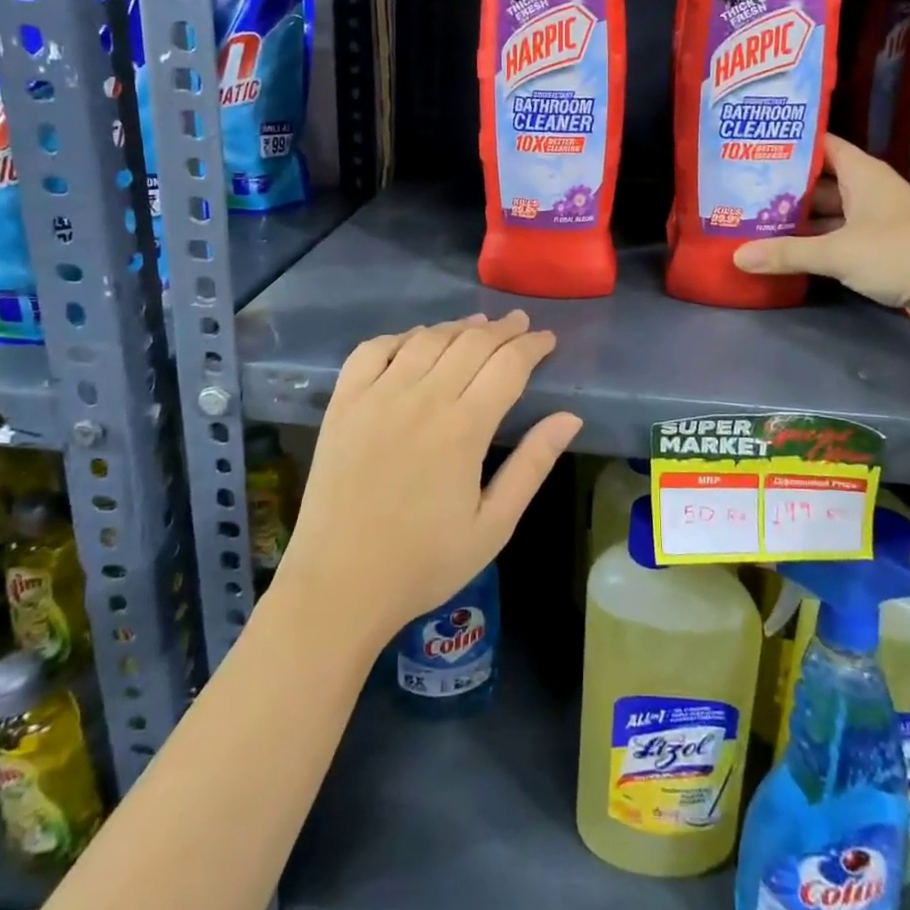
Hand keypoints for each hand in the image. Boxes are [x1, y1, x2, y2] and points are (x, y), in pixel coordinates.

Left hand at [278, 310, 581, 646]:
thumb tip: (570, 417)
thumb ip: (532, 465)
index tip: (548, 339)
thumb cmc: (424, 562)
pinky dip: (400, 336)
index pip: (508, 365)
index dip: (532, 346)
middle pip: (471, 343)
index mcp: (464, 428)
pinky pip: (373, 349)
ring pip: (427, 339)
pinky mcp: (344, 402)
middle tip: (520, 324)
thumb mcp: (493, 525)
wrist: (339, 584)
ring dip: (458, 327)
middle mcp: (422, 398)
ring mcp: (378, 395)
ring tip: (478, 326)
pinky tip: (416, 340)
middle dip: (503, 329)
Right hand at [733, 133, 909, 335]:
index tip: (757, 145)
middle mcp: (870, 192)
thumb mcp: (837, 252)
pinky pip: (840, 240)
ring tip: (757, 220)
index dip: (793, 143)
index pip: (823, 146)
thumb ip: (787, 253)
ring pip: (830, 213)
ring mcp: (878, 222)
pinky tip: (788, 251)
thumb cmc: (900, 253)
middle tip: (744, 190)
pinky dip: (816, 244)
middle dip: (787, 186)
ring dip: (800, 219)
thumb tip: (737, 256)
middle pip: (822, 182)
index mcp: (863, 174)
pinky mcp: (882, 251)